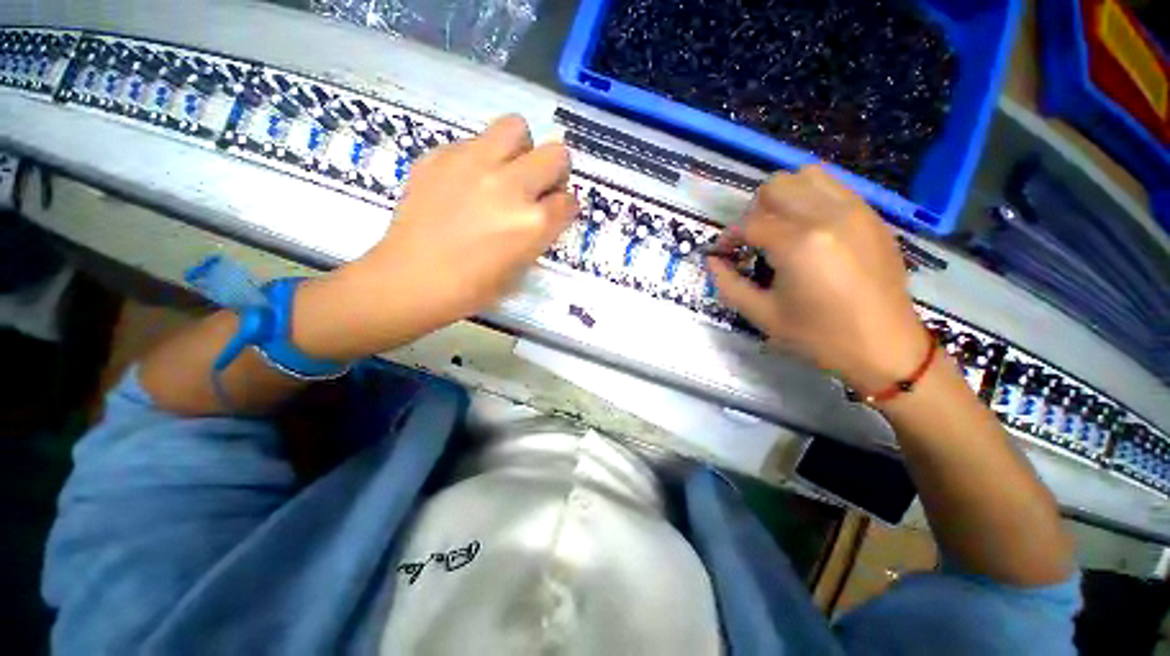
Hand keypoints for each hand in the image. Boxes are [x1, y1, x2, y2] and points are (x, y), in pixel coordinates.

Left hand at [293, 115, 577, 358]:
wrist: (412, 279)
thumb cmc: (472, 287)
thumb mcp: (521, 267)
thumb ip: (539, 233)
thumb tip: (544, 211)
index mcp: (533, 223)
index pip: (569, 200)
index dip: (564, 208)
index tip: (554, 213)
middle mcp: (511, 186)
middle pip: (556, 154)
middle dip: (553, 172)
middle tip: (536, 188)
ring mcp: (474, 164)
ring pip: (517, 127)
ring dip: (520, 149)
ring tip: (505, 171)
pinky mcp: (441, 155)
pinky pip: (474, 141)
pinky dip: (479, 158)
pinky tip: (466, 182)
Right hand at [707, 165, 924, 392]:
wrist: (886, 348)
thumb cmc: (819, 336)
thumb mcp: (762, 315)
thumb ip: (728, 284)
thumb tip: (711, 261)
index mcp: (798, 244)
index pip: (749, 222)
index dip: (727, 237)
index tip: (722, 254)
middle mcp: (828, 215)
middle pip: (775, 186)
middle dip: (753, 211)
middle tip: (751, 240)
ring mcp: (855, 210)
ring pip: (806, 176)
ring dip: (782, 197)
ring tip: (778, 227)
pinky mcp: (872, 215)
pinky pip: (833, 187)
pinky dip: (810, 198)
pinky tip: (807, 228)